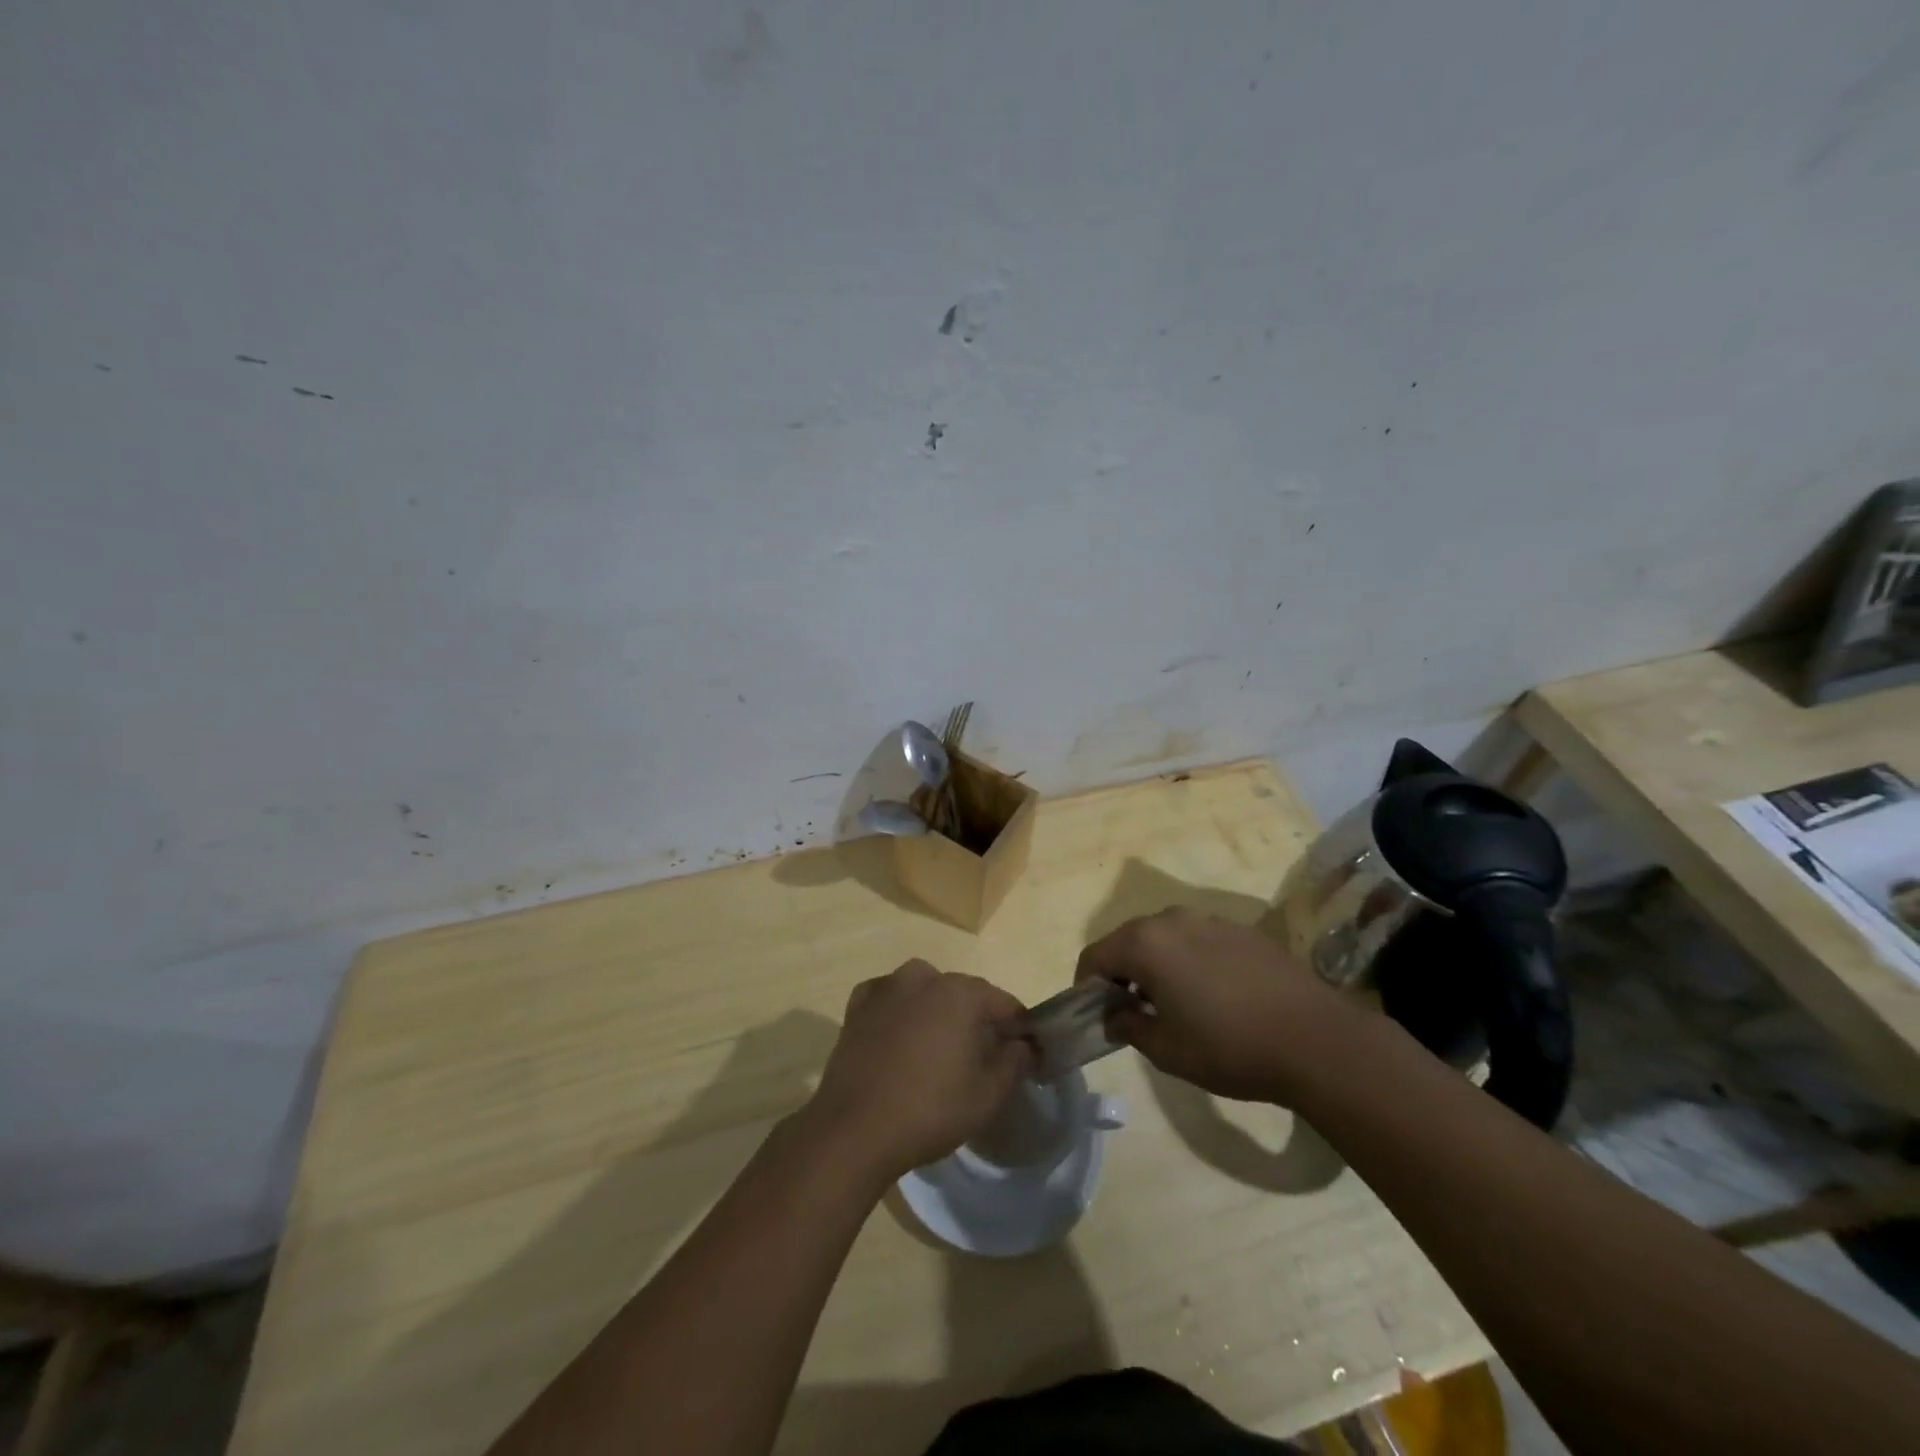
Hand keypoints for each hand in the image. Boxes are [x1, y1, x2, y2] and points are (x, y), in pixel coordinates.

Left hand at [802, 960, 1032, 1182]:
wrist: (855, 1129)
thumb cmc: (930, 1110)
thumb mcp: (988, 1095)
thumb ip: (1015, 1062)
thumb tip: (1024, 1045)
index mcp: (961, 992)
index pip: (1003, 1002)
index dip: (1017, 1027)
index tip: (1021, 1053)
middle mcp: (924, 978)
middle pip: (963, 993)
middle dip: (976, 1018)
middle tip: (979, 1056)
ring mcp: (886, 988)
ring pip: (924, 989)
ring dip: (935, 1009)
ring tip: (936, 1047)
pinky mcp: (857, 1006)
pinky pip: (888, 998)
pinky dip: (898, 1009)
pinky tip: (898, 1035)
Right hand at [1075, 907, 1349, 1101]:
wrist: (1316, 1040)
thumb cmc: (1229, 1047)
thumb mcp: (1166, 1050)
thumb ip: (1128, 1026)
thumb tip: (1113, 1015)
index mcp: (1145, 944)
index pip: (1095, 956)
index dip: (1087, 986)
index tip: (1097, 1014)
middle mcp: (1172, 920)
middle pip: (1128, 940)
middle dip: (1121, 972)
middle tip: (1131, 1011)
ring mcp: (1210, 920)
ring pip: (1164, 937)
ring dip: (1155, 964)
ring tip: (1173, 1003)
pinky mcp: (1241, 930)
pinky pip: (1197, 939)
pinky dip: (1188, 960)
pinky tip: (1212, 995)